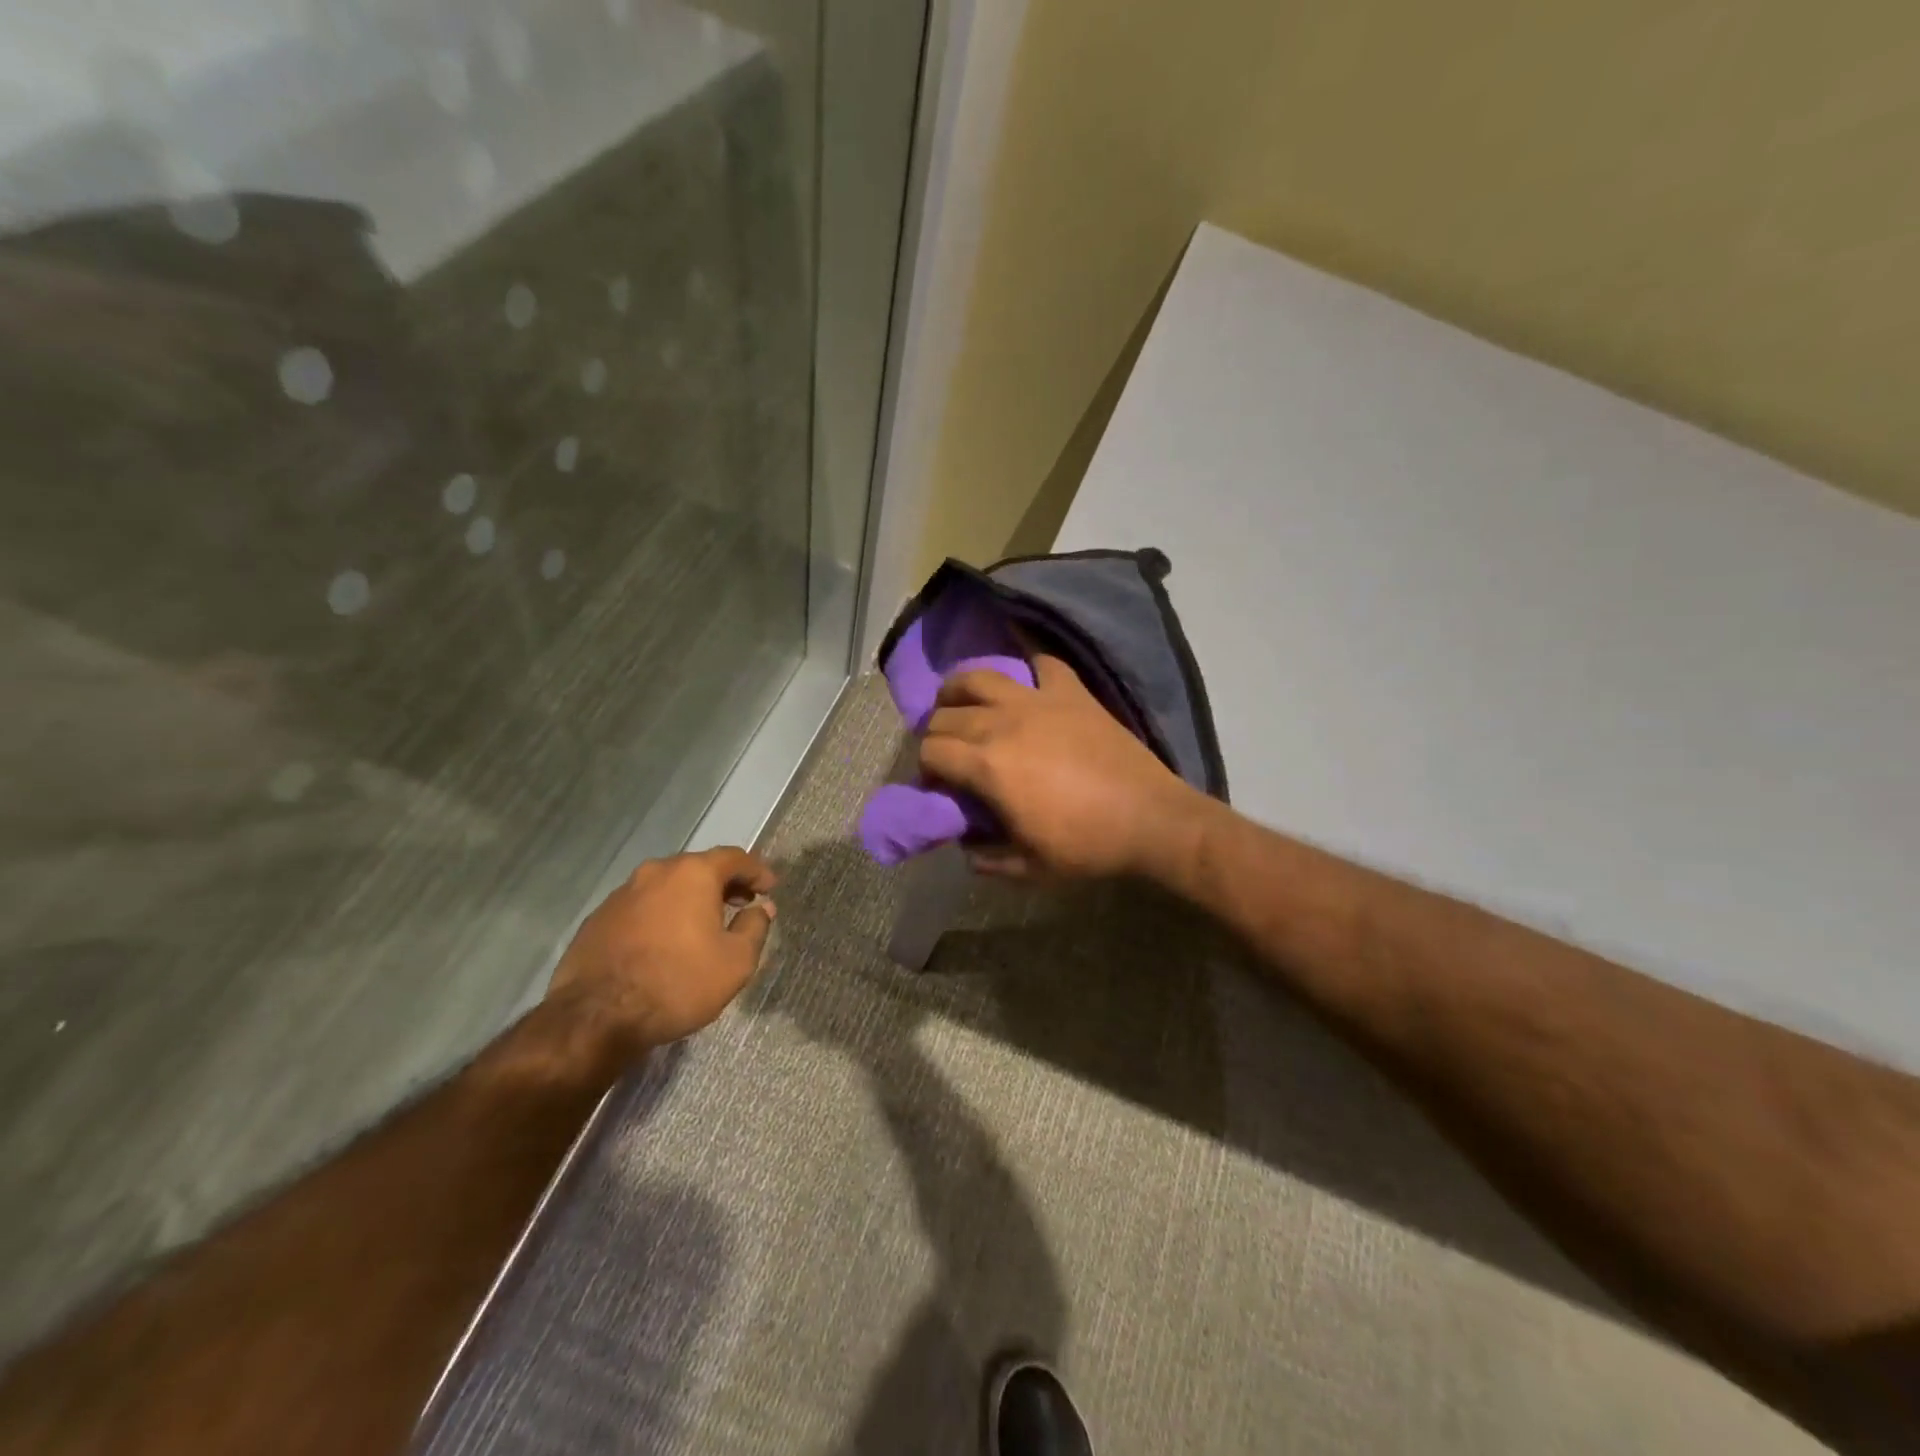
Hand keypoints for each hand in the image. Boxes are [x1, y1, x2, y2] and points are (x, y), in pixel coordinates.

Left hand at [548, 847, 775, 1045]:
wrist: (596, 1018)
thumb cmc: (678, 983)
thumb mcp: (735, 961)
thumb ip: (755, 927)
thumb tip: (761, 907)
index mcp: (693, 874)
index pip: (734, 858)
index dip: (757, 871)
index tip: (769, 888)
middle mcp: (656, 872)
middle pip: (698, 867)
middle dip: (723, 883)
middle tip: (740, 904)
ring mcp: (622, 894)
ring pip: (666, 886)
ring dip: (689, 899)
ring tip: (702, 925)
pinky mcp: (598, 918)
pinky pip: (641, 907)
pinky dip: (660, 915)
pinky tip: (665, 943)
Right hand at [918, 655, 1208, 879]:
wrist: (1150, 820)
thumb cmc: (1087, 846)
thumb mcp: (1028, 868)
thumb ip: (986, 858)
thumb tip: (966, 845)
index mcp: (987, 766)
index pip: (931, 751)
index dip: (926, 769)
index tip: (938, 784)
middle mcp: (1003, 723)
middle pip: (946, 714)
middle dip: (937, 733)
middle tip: (950, 753)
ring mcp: (1038, 701)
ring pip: (979, 676)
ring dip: (960, 689)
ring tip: (962, 703)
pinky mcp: (1072, 692)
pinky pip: (1041, 663)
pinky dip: (1028, 668)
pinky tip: (1026, 684)